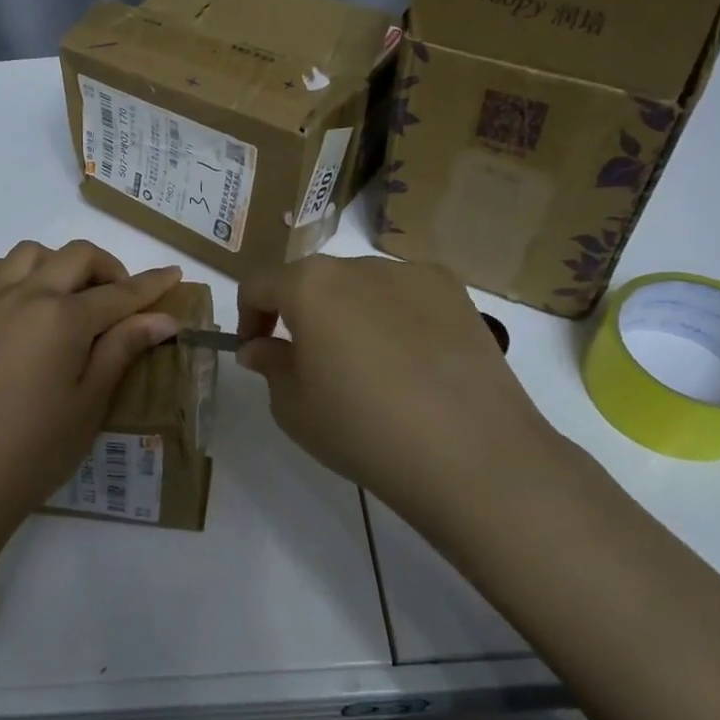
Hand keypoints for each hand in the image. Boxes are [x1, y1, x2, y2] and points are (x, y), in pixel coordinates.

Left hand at [0, 240, 183, 520]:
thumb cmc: (34, 450)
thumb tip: (162, 317)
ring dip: (58, 264)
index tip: (173, 274)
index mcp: (64, 318)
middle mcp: (25, 296)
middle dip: (108, 268)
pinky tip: (15, 296)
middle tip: (121, 298)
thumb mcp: (89, 403)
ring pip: (28, 254)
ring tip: (68, 296)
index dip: (151, 284)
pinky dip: (6, 272)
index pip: (120, 293)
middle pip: (76, 257)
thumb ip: (122, 349)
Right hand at [236, 256, 568, 531]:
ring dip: (348, 314)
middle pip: (313, 281)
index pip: (260, 284)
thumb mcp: (294, 408)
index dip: (248, 317)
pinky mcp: (454, 292)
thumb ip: (270, 365)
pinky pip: (405, 296)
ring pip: (361, 286)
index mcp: (310, 286)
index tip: (256, 351)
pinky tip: (411, 362)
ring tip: (368, 366)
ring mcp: (412, 274)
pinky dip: (394, 317)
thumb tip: (260, 347)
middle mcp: (359, 265)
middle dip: (300, 314)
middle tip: (310, 363)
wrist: (471, 455)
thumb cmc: (364, 431)